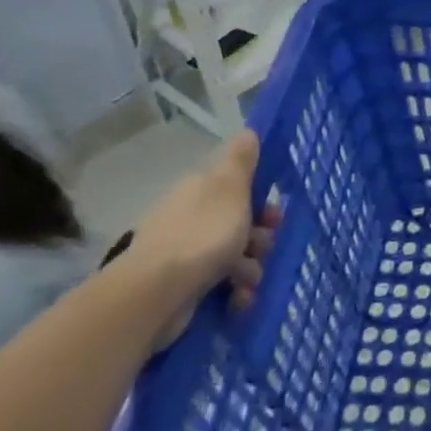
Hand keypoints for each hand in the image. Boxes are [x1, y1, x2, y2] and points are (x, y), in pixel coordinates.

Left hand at [121, 132, 278, 347]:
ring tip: (247, 281)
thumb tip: (248, 131)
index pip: (237, 186)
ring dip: (250, 269)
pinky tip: (237, 299)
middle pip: (239, 223)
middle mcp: (190, 217)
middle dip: (260, 238)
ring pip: (234, 255)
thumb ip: (241, 161)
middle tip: (263, 247)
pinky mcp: (182, 285)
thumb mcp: (230, 189)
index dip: (261, 199)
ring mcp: (184, 253)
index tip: (274, 214)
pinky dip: (233, 292)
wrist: (156, 293)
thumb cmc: (202, 235)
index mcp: (200, 190)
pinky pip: (220, 284)